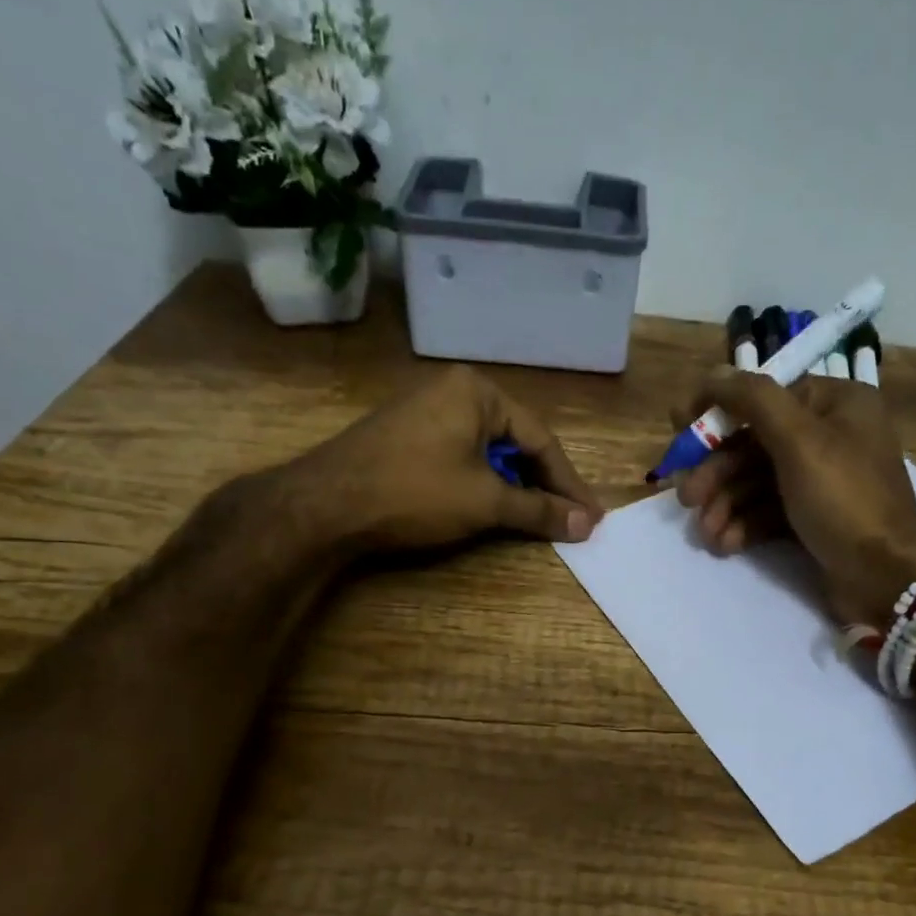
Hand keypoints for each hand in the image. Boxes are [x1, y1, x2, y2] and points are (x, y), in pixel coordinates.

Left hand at [288, 366, 603, 552]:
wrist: (323, 506)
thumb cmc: (414, 493)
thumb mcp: (485, 502)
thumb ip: (539, 510)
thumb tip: (587, 525)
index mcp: (477, 391)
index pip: (540, 439)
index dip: (568, 484)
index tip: (592, 517)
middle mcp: (453, 390)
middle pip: (515, 442)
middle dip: (543, 484)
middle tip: (569, 520)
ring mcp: (425, 411)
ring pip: (488, 451)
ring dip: (515, 486)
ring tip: (537, 518)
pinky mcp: (406, 436)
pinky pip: (461, 456)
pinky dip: (483, 483)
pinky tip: (492, 506)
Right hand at [672, 372, 915, 626]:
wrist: (887, 577)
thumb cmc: (845, 499)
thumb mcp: (799, 441)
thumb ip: (753, 400)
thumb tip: (713, 374)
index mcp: (836, 404)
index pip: (764, 396)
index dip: (719, 411)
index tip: (679, 428)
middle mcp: (830, 436)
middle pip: (755, 443)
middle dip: (717, 472)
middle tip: (686, 498)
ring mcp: (822, 480)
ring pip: (757, 481)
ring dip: (725, 504)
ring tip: (705, 532)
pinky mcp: (814, 518)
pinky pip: (769, 511)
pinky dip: (744, 524)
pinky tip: (725, 543)